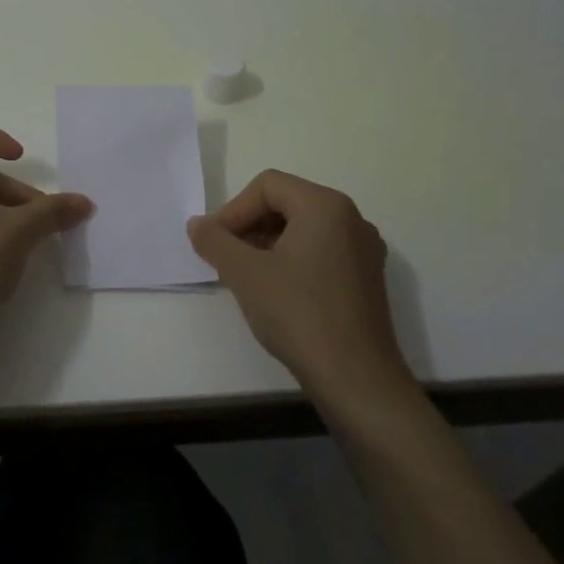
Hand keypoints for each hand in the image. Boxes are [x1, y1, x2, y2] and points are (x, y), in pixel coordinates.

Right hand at [186, 170, 415, 420]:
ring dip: (267, 243)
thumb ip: (214, 240)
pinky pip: (321, 251)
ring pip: (303, 228)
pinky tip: (276, 291)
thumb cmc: (298, 313)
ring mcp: (363, 250)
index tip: (215, 243)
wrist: (355, 378)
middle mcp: (351, 219)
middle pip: (286, 202)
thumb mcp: (244, 273)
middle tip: (226, 257)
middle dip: (249, 225)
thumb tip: (197, 225)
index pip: (267, 186)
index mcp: (325, 206)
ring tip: (246, 275)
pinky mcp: (366, 278)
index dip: (233, 210)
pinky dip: (291, 259)